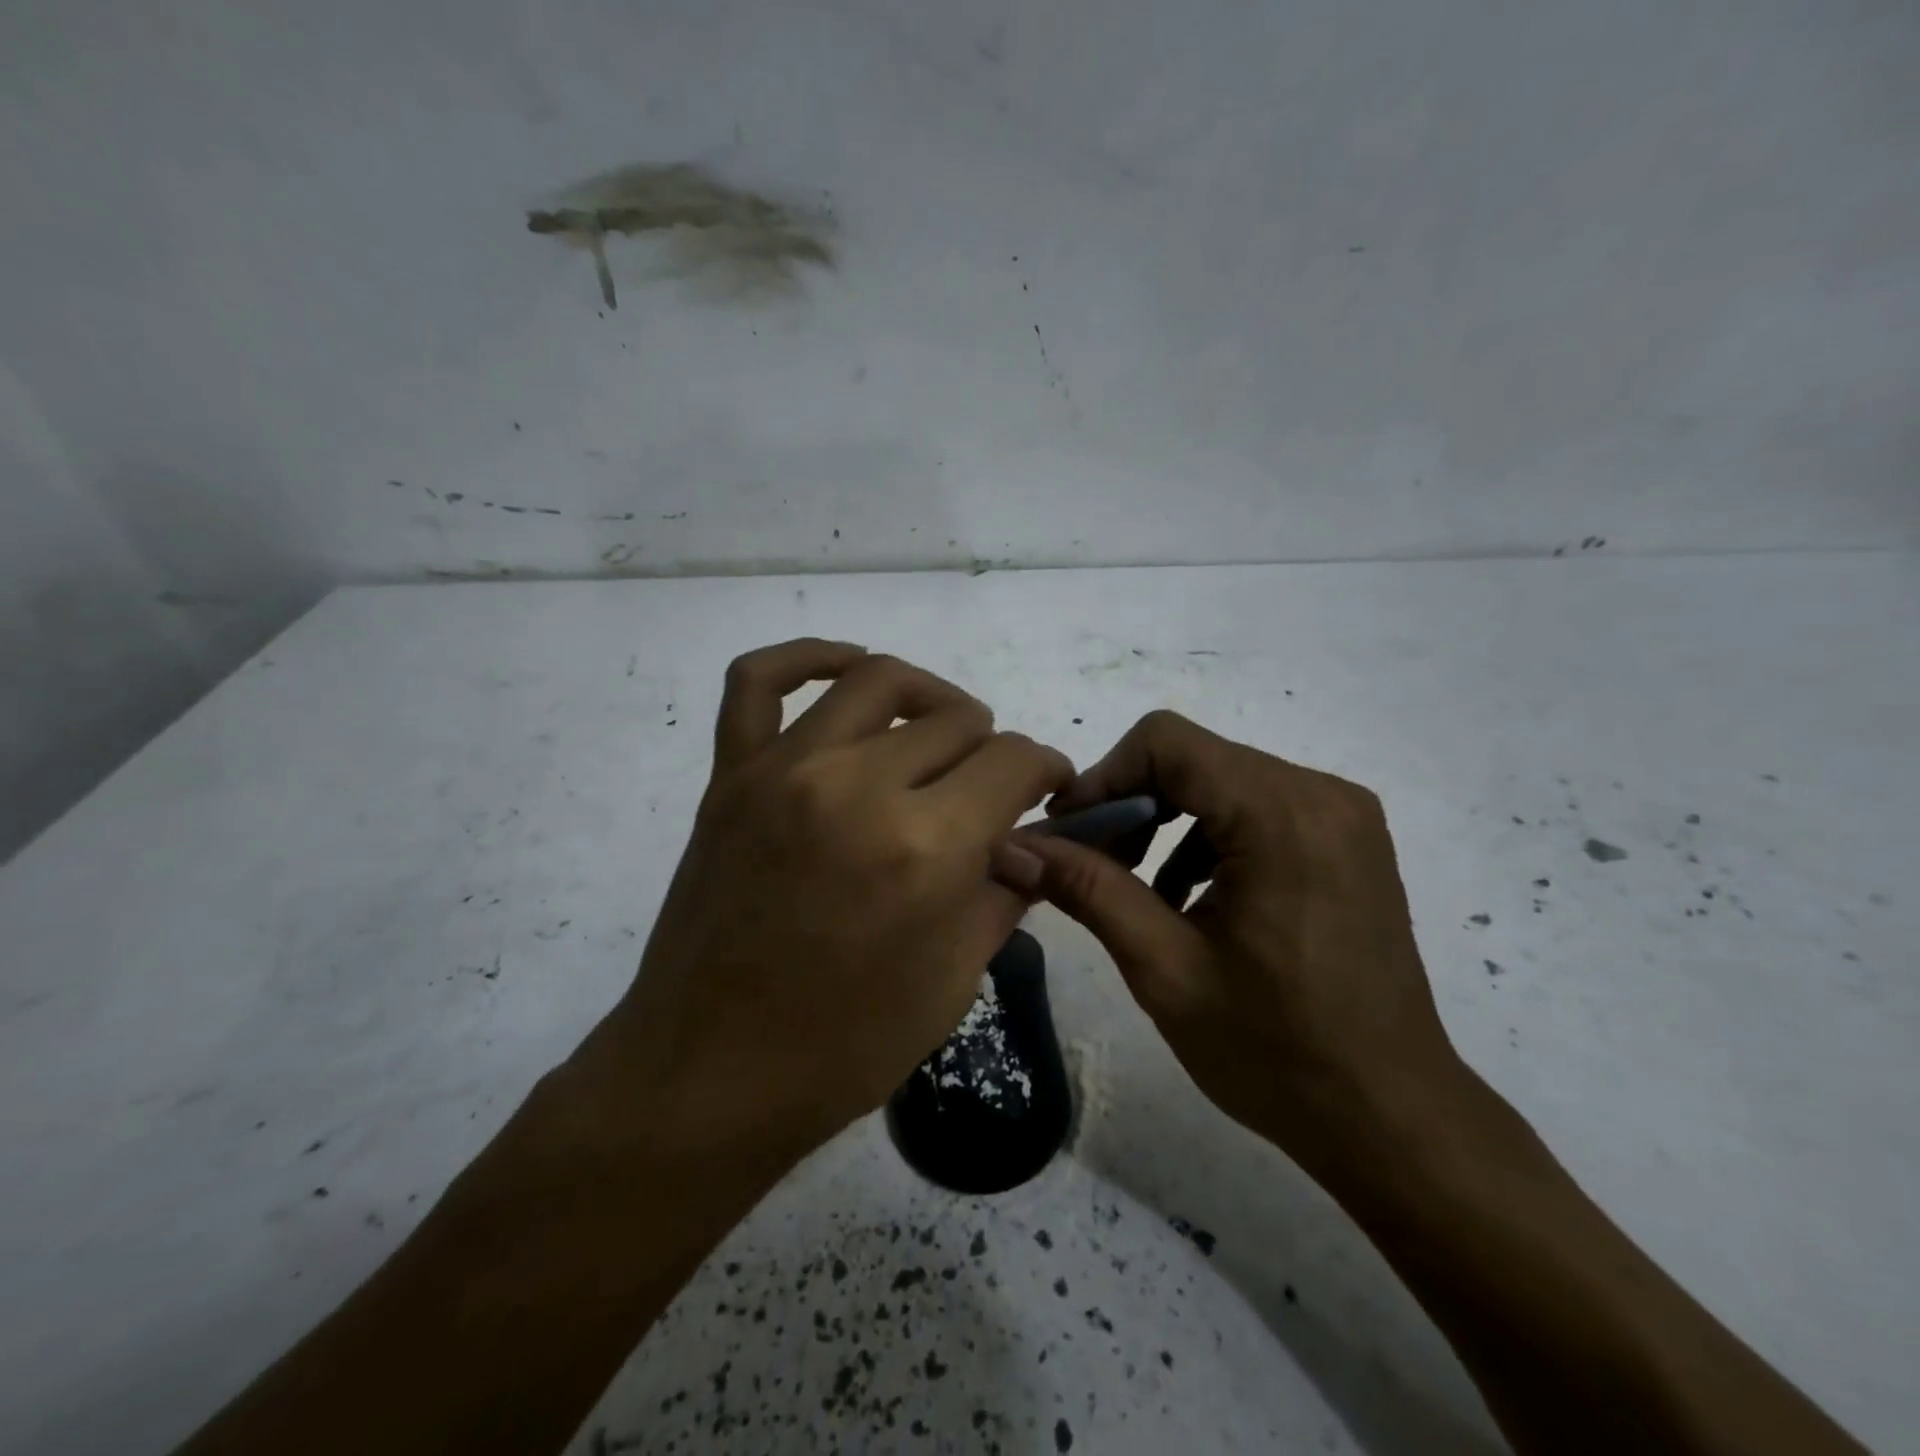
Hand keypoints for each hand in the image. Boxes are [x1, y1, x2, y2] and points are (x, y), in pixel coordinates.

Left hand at [586, 640, 1071, 1160]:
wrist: (709, 1072)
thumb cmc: (844, 1046)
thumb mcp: (954, 980)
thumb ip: (1003, 891)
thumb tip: (1025, 840)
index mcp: (925, 846)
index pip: (1015, 760)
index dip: (1046, 771)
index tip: (1047, 791)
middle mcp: (858, 785)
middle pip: (957, 720)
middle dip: (992, 751)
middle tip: (988, 789)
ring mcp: (785, 770)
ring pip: (878, 679)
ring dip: (929, 697)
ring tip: (939, 730)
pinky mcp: (732, 774)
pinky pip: (759, 679)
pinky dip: (808, 658)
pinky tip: (846, 672)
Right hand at [1019, 710, 1460, 1185]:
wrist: (1394, 1119)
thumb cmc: (1276, 1052)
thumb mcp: (1165, 968)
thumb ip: (1088, 889)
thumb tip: (1014, 846)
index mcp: (1282, 814)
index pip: (1166, 742)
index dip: (1103, 777)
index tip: (1067, 834)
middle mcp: (1321, 793)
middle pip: (1193, 758)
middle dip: (1129, 804)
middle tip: (1089, 866)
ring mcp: (1341, 814)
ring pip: (1221, 780)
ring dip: (1165, 822)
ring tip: (1135, 890)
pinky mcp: (1346, 839)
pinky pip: (1256, 807)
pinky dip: (1206, 838)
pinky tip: (1187, 898)